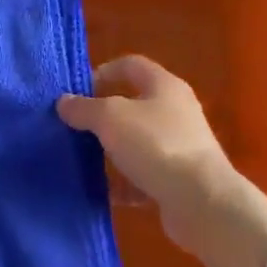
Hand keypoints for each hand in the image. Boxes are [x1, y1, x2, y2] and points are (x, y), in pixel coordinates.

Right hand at [57, 56, 266, 266]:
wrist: (202, 201)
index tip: (77, 92)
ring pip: (137, 142)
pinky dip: (125, 182)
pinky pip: (144, 175)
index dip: (102, 72)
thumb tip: (64, 102)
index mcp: (164, 86)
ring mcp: (180, 147)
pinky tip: (105, 191)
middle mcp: (175, 111)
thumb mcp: (110, 118)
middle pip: (133, 105)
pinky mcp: (179, 179)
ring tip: (84, 159)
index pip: (130, 65)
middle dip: (103, 115)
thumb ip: (84, 108)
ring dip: (112, 150)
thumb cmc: (156, 146)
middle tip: (75, 127)